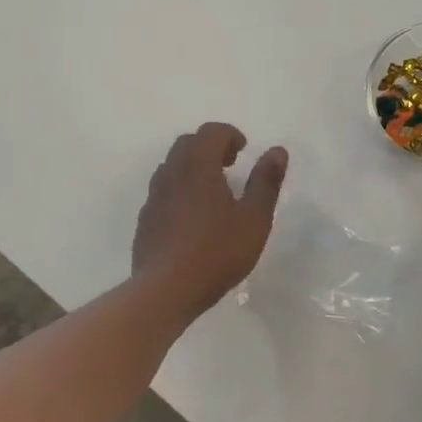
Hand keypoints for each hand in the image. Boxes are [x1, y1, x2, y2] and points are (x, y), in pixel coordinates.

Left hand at [133, 123, 288, 317]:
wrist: (164, 290)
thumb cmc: (216, 252)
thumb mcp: (254, 218)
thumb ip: (266, 181)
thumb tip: (277, 150)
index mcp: (198, 165)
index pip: (211, 132)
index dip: (230, 135)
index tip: (244, 150)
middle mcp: (171, 172)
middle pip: (188, 143)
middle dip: (210, 146)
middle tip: (230, 165)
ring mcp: (154, 196)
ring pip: (172, 166)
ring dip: (192, 167)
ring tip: (212, 190)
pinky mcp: (145, 219)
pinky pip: (163, 190)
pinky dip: (179, 189)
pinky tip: (192, 216)